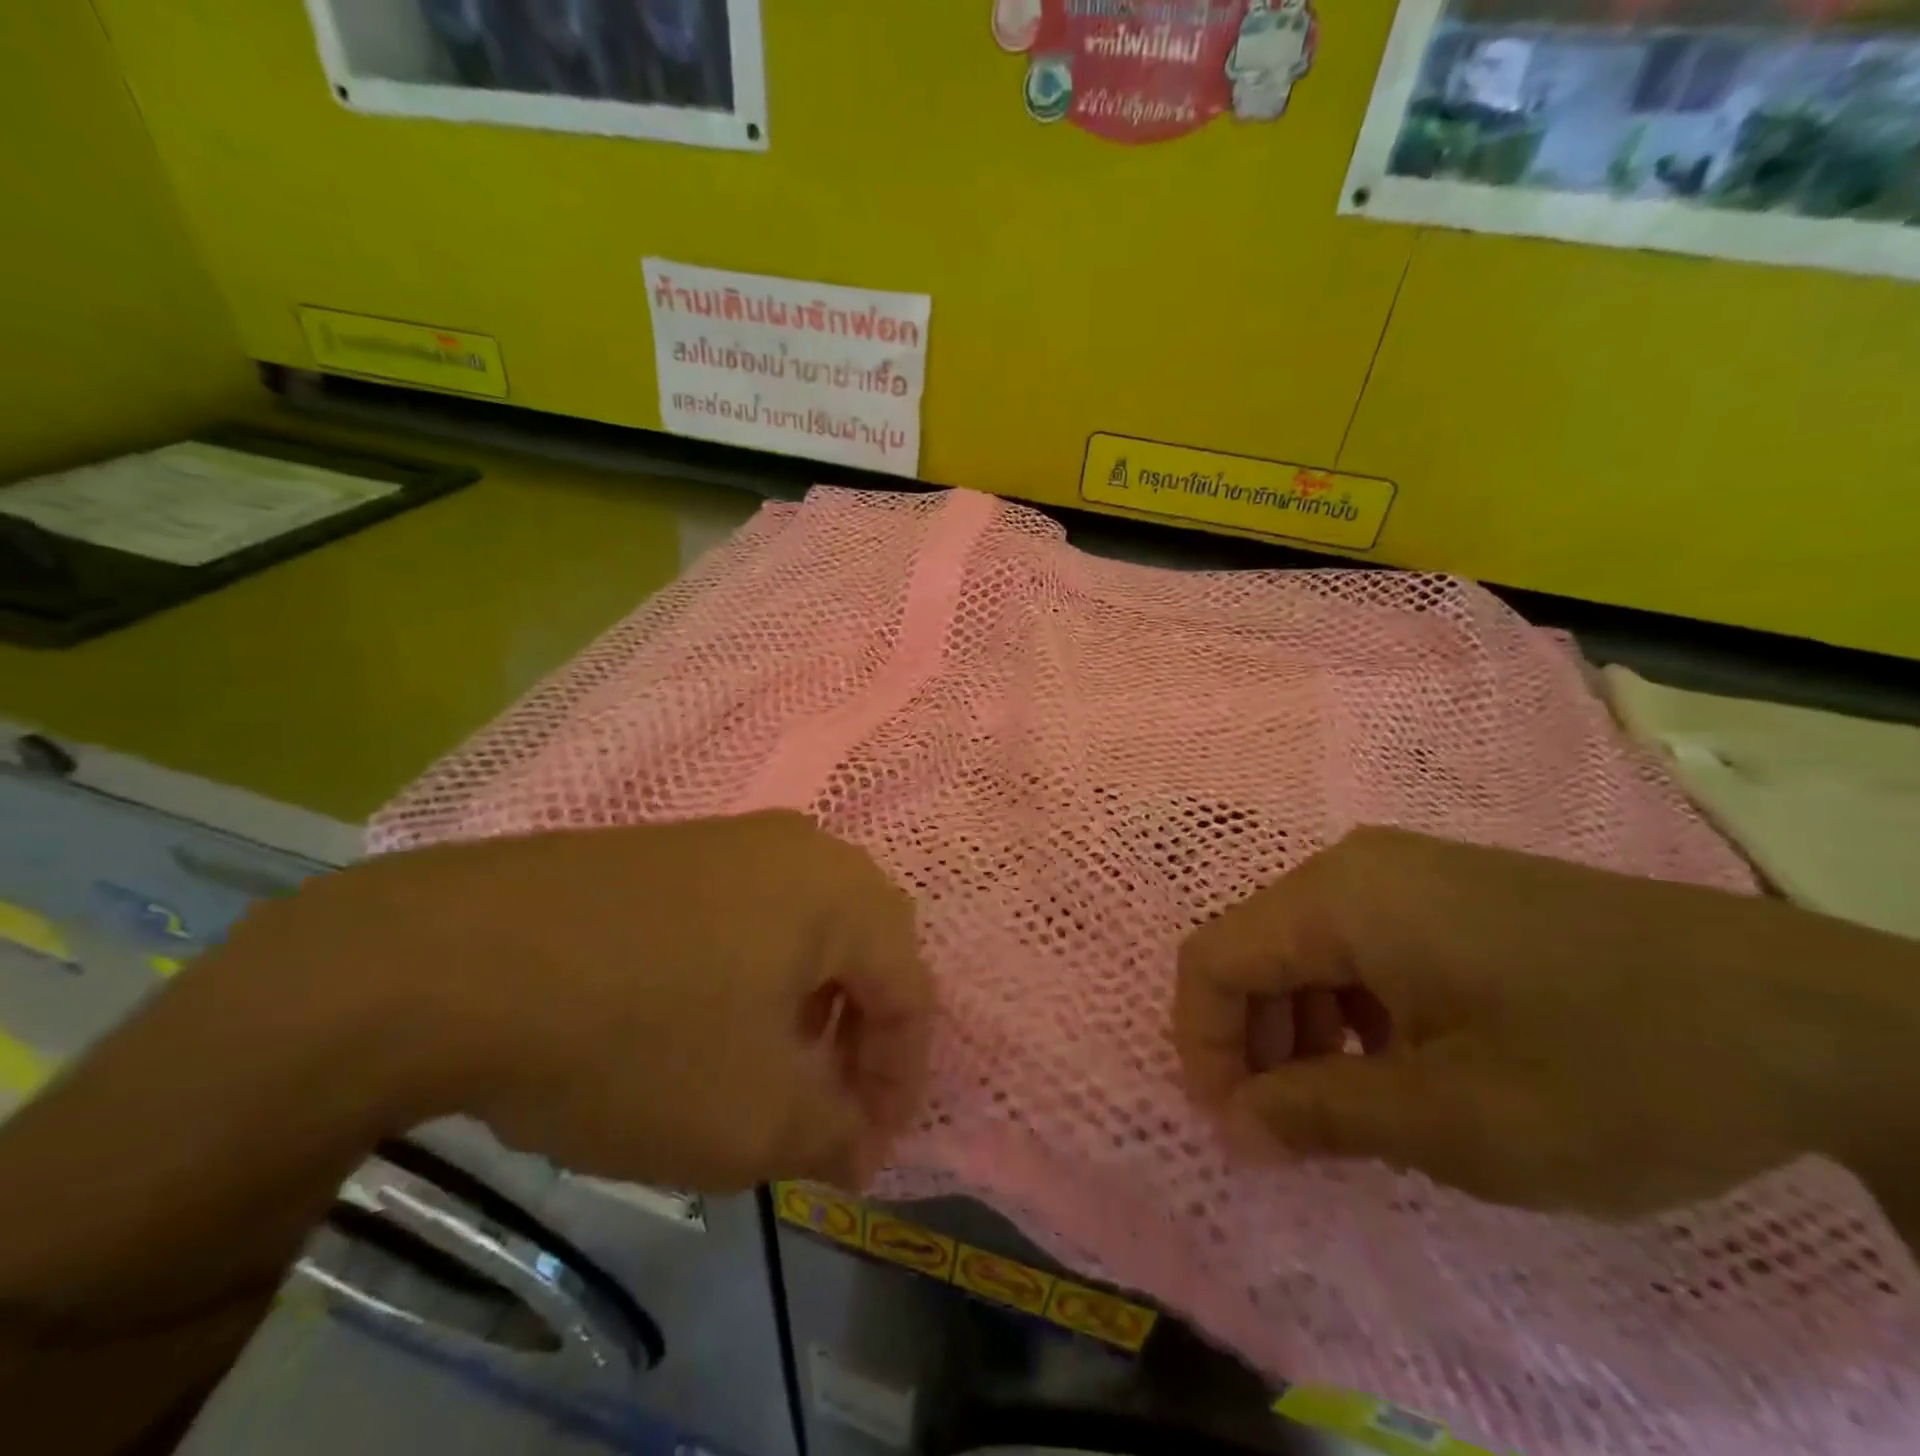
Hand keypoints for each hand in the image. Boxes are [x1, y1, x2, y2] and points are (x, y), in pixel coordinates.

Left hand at [242, 811, 932, 1193]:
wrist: (457, 960)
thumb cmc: (637, 1038)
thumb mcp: (752, 1119)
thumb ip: (831, 1133)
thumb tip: (855, 1142)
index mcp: (842, 894)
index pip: (911, 990)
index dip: (900, 1081)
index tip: (864, 1154)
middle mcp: (801, 848)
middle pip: (868, 946)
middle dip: (860, 1032)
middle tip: (826, 1102)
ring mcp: (732, 839)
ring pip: (807, 925)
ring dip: (809, 1000)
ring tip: (768, 1064)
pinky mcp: (673, 848)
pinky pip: (749, 911)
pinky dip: (755, 971)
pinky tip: (704, 1017)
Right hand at [1174, 827, 1919, 1225]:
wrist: (1810, 1019)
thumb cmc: (1608, 1068)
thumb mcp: (1452, 1119)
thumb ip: (1319, 1116)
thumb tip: (1234, 1125)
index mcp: (1338, 898)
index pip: (1213, 959)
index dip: (1202, 1043)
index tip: (1234, 1128)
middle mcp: (1356, 868)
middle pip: (1256, 950)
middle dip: (1255, 1042)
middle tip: (1291, 1132)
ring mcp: (1408, 873)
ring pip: (1307, 948)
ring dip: (1304, 1030)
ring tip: (1351, 1109)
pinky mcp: (1451, 892)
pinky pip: (1362, 944)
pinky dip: (1353, 1009)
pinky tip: (1405, 1065)